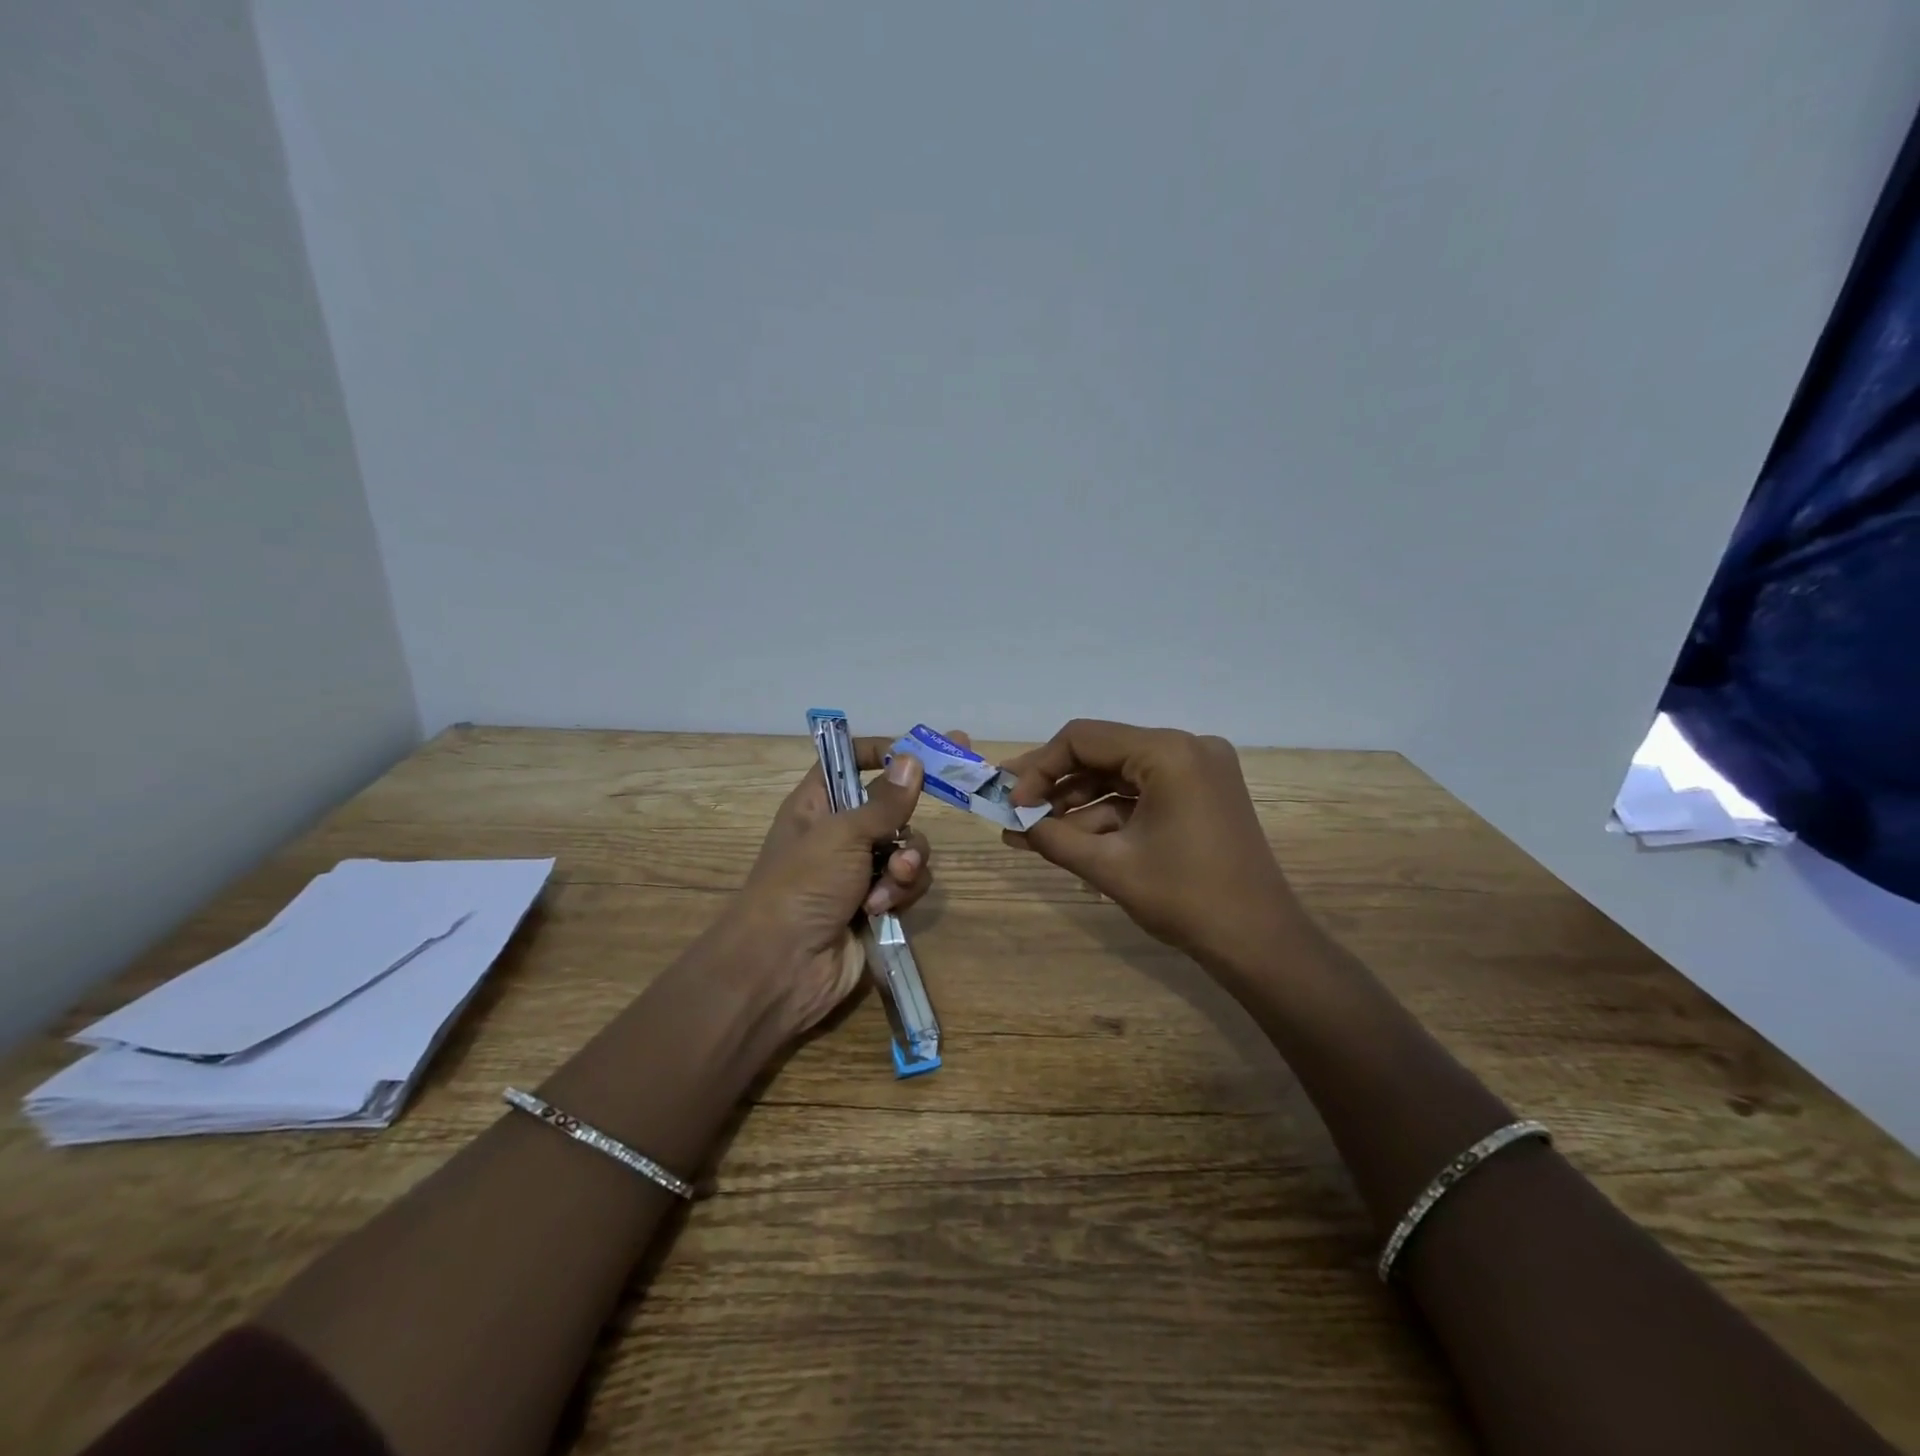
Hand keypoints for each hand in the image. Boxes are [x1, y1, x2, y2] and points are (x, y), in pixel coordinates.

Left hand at [726, 735, 945, 1036]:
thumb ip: (885, 801)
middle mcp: (839, 833)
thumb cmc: (803, 885)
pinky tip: (880, 909)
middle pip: (891, 808)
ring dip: (905, 865)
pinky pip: (907, 883)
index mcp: (818, 804)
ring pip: (906, 849)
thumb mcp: (843, 834)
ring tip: (889, 883)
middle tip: (928, 814)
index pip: (848, 761)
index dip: (880, 753)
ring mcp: (858, 871)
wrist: (783, 967)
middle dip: (905, 823)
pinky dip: (900, 893)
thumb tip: (912, 758)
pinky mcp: (875, 904)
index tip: (916, 753)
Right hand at [1002, 720, 1305, 972]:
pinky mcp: (1201, 794)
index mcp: (1168, 752)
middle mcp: (1186, 748)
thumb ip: (1054, 838)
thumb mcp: (1109, 867)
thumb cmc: (1186, 899)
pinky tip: (1071, 840)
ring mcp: (1198, 770)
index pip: (1083, 739)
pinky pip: (1142, 794)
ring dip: (1077, 805)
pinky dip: (1108, 815)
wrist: (1260, 943)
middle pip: (1101, 754)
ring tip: (1032, 834)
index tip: (1012, 803)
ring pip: (1119, 776)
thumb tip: (1014, 823)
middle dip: (1055, 786)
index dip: (1039, 768)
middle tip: (1013, 809)